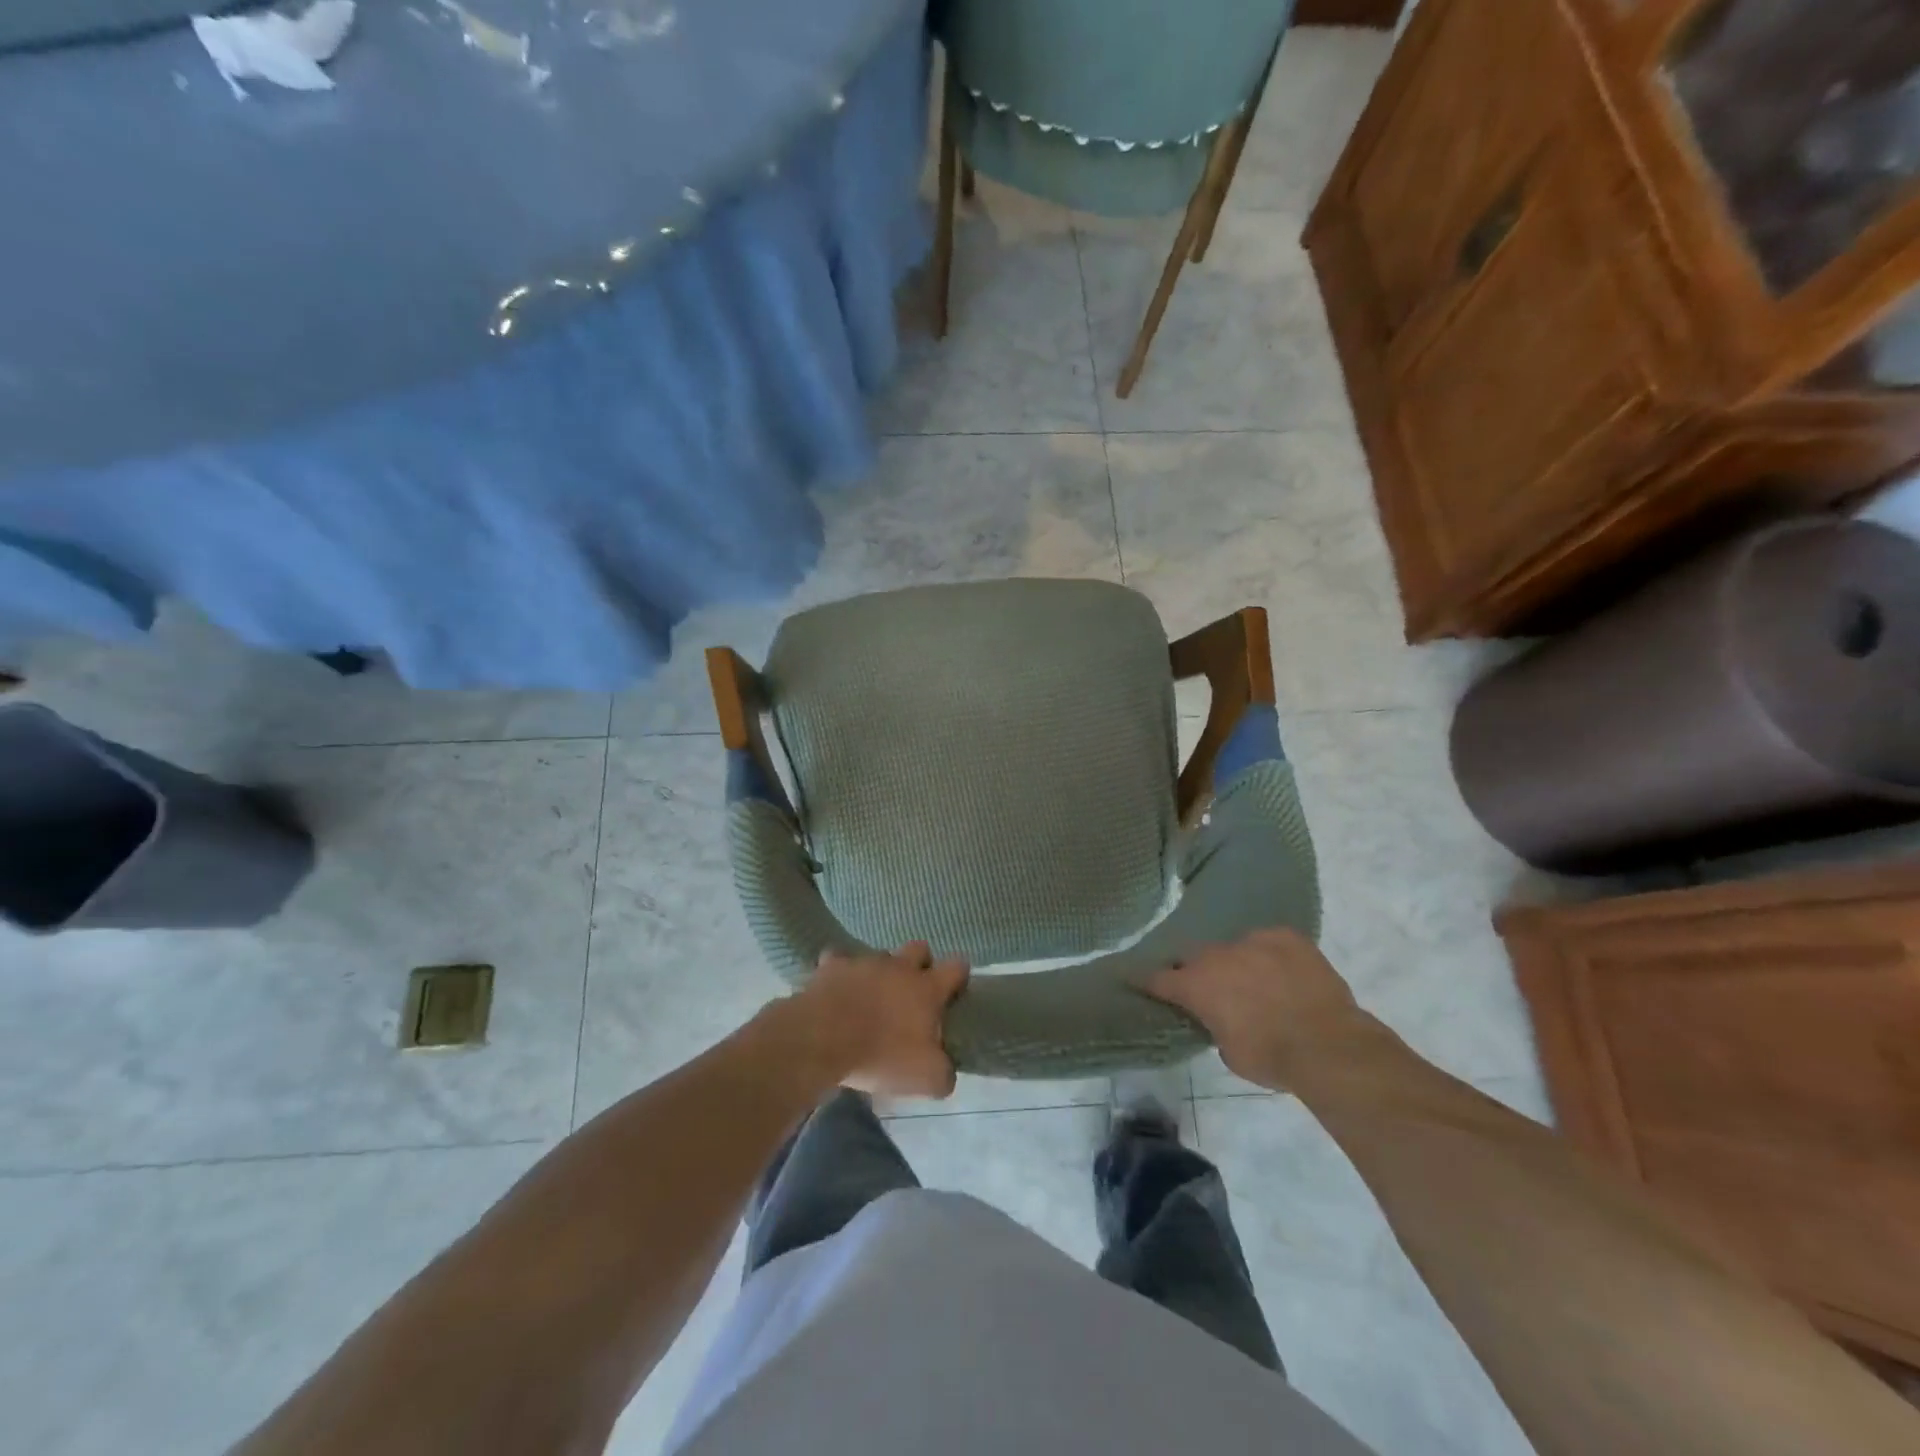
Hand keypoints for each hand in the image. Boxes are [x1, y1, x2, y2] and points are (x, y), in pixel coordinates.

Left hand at [787, 942, 969, 1098]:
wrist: (822, 1038)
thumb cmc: (881, 1054)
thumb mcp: (925, 1077)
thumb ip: (943, 1073)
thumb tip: (946, 1072)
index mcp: (926, 988)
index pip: (956, 967)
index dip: (959, 976)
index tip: (955, 991)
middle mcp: (899, 967)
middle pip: (919, 948)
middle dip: (920, 963)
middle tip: (912, 992)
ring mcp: (864, 962)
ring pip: (880, 955)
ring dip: (880, 971)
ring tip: (870, 997)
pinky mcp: (831, 966)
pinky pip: (839, 960)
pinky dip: (840, 973)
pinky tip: (836, 989)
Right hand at [1148, 928, 1366, 1091]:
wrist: (1328, 1045)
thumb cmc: (1271, 1057)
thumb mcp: (1230, 1053)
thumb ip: (1216, 1026)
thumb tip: (1222, 1018)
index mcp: (1196, 985)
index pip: (1158, 978)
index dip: (1150, 982)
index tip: (1141, 982)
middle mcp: (1217, 955)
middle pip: (1197, 957)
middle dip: (1199, 972)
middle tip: (1214, 990)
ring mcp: (1252, 940)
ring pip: (1235, 947)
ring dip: (1239, 963)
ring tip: (1257, 982)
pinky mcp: (1286, 936)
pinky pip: (1269, 941)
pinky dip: (1270, 954)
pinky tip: (1284, 972)